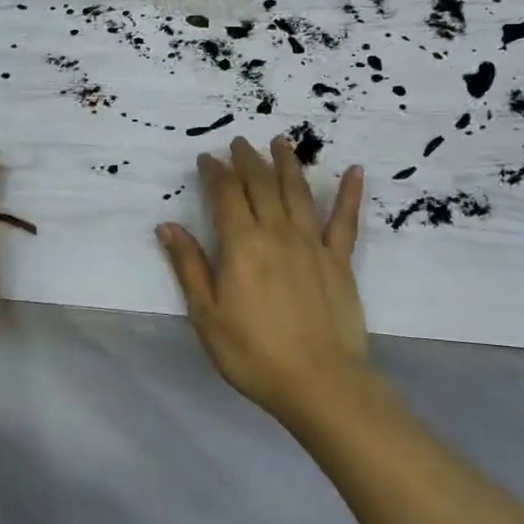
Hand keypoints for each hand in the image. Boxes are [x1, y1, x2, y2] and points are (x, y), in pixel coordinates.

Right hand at [157, 135, 370, 425]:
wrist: (319, 382)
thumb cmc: (252, 353)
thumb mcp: (207, 314)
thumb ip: (189, 266)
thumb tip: (167, 226)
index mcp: (241, 244)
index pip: (226, 193)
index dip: (215, 172)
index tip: (207, 158)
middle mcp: (277, 232)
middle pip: (261, 184)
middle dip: (247, 159)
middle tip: (239, 142)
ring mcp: (312, 243)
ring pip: (298, 191)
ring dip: (287, 163)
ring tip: (281, 140)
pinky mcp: (339, 260)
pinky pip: (345, 220)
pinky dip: (350, 194)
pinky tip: (356, 171)